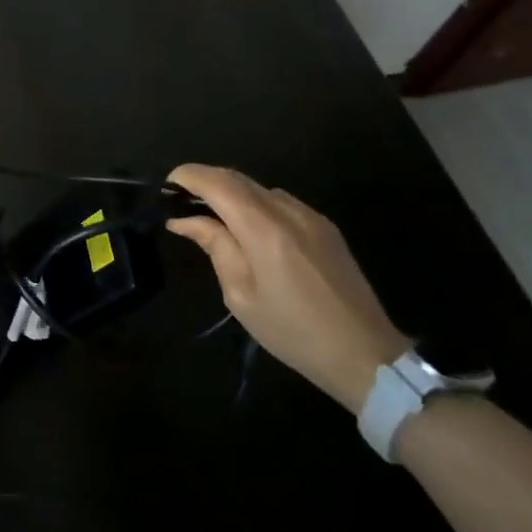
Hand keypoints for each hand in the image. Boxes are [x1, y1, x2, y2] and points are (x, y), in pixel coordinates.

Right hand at [165, 164, 408, 411]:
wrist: (365, 355)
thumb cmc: (293, 331)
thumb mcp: (241, 294)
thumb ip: (215, 246)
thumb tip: (185, 219)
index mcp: (263, 228)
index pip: (218, 182)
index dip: (188, 176)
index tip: (166, 187)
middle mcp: (288, 211)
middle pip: (238, 179)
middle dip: (205, 182)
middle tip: (180, 203)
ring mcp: (311, 216)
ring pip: (260, 189)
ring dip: (231, 194)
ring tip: (211, 219)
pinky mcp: (326, 228)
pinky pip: (281, 203)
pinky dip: (255, 205)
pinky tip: (248, 231)